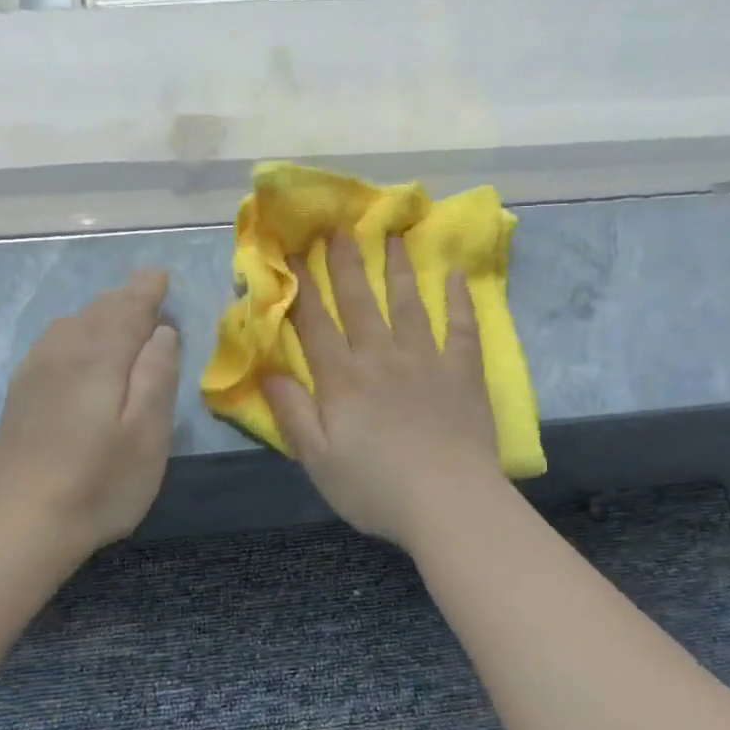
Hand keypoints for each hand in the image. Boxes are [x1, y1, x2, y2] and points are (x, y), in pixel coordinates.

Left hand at [0, 269, 180, 552]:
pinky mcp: (21, 393)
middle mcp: (63, 351)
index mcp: (99, 356)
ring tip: (121, 311)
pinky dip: (76, 331)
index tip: (161, 276)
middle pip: (98, 311)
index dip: (146, 290)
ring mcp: (35, 371)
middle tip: (148, 288)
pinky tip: (80, 344)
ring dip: (100, 312)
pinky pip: (54, 342)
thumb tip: (162, 332)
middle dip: (125, 297)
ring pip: (72, 323)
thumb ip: (158, 374)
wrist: (23, 523)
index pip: (128, 308)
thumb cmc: (101, 482)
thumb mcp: (149, 433)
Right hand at [262, 232, 502, 551]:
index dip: (302, 287)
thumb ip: (293, 413)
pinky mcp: (462, 372)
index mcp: (342, 380)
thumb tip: (267, 370)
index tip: (294, 253)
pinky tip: (455, 275)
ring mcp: (425, 361)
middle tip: (340, 227)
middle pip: (359, 302)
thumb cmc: (375, 488)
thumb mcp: (318, 460)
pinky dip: (458, 300)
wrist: (447, 502)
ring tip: (392, 236)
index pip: (315, 324)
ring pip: (407, 304)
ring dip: (397, 268)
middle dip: (346, 263)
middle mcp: (381, 358)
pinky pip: (461, 327)